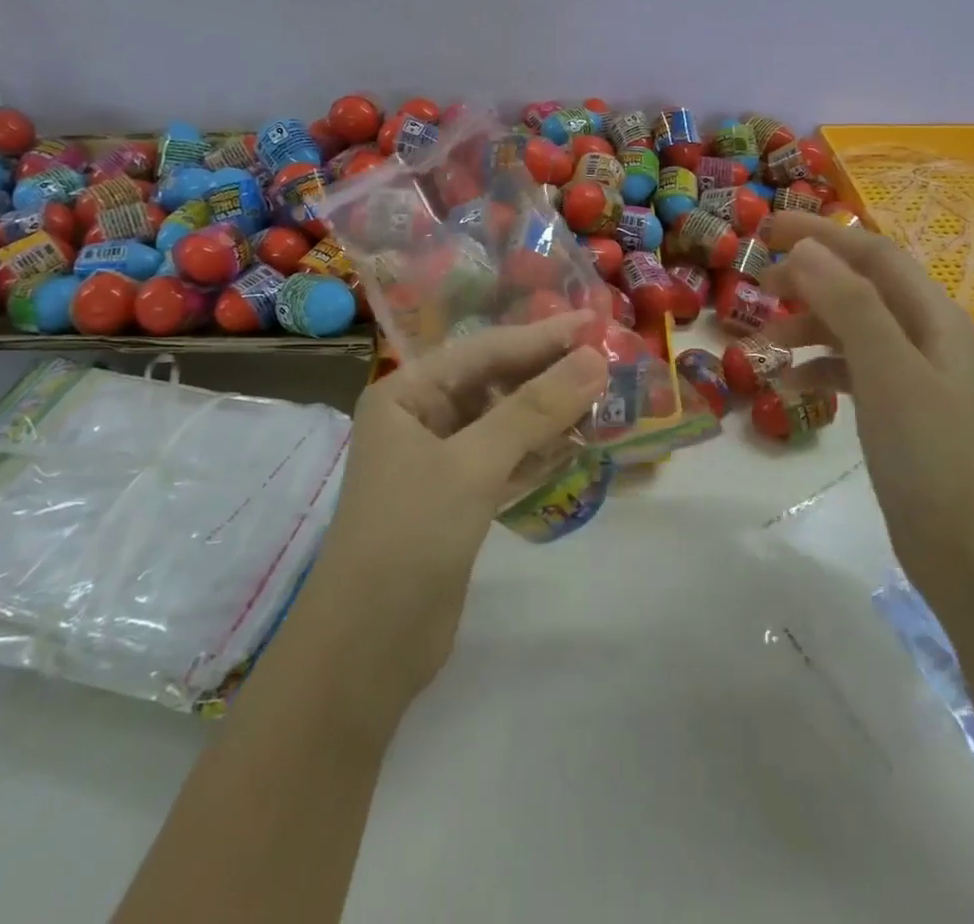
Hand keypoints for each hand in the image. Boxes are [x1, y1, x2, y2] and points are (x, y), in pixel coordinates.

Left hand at [289, 315, 606, 719]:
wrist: (367, 650)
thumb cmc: (409, 536)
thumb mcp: (472, 464)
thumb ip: (534, 409)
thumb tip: (593, 359)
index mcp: (406, 394)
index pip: (483, 351)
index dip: (540, 337)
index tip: (593, 322)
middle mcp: (420, 418)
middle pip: (495, 383)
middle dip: (548, 373)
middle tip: (606, 359)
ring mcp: (440, 461)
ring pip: (505, 422)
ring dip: (550, 413)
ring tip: (604, 397)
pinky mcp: (459, 499)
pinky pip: (506, 459)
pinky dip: (540, 451)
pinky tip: (579, 442)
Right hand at [761, 212, 973, 607]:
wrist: (968, 553)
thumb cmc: (929, 454)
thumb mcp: (887, 371)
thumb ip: (849, 305)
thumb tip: (805, 251)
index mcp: (932, 316)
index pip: (872, 253)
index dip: (821, 234)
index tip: (766, 229)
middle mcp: (923, 335)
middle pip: (859, 286)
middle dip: (809, 280)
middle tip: (758, 287)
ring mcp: (910, 374)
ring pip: (849, 329)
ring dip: (806, 328)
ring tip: (763, 345)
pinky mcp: (896, 410)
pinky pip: (848, 370)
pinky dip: (816, 368)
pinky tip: (788, 386)